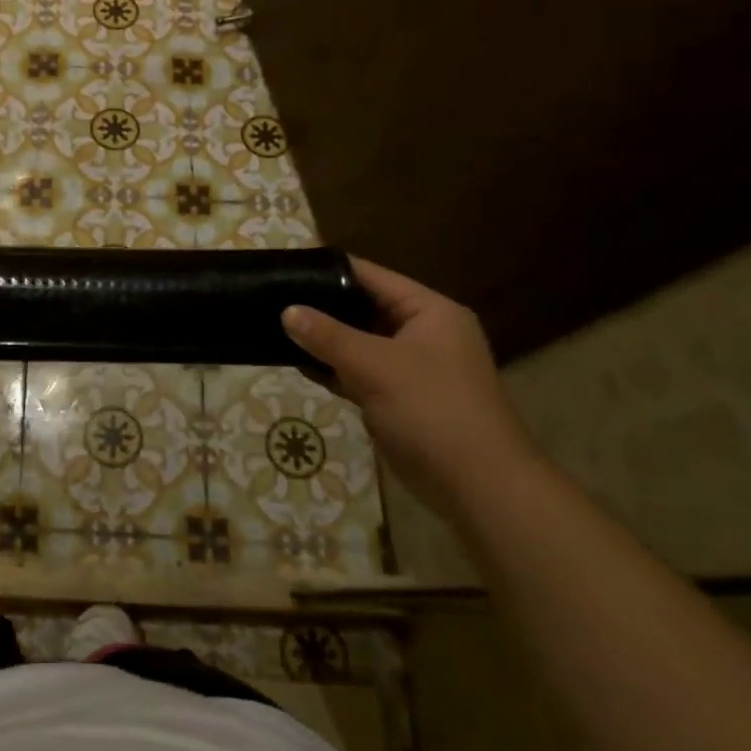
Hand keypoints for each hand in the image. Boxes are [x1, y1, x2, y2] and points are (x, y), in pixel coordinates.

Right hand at [282, 258, 537, 517]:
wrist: (476, 486)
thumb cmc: (432, 410)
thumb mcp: (375, 366)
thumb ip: (328, 336)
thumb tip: (287, 311)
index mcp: (430, 312)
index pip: (373, 276)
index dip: (331, 269)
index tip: (289, 265)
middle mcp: (423, 333)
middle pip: (364, 308)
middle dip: (322, 306)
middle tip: (274, 296)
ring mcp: (411, 368)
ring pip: (359, 343)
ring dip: (324, 340)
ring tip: (275, 326)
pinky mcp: (399, 398)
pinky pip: (358, 372)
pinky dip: (333, 368)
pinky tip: (297, 363)